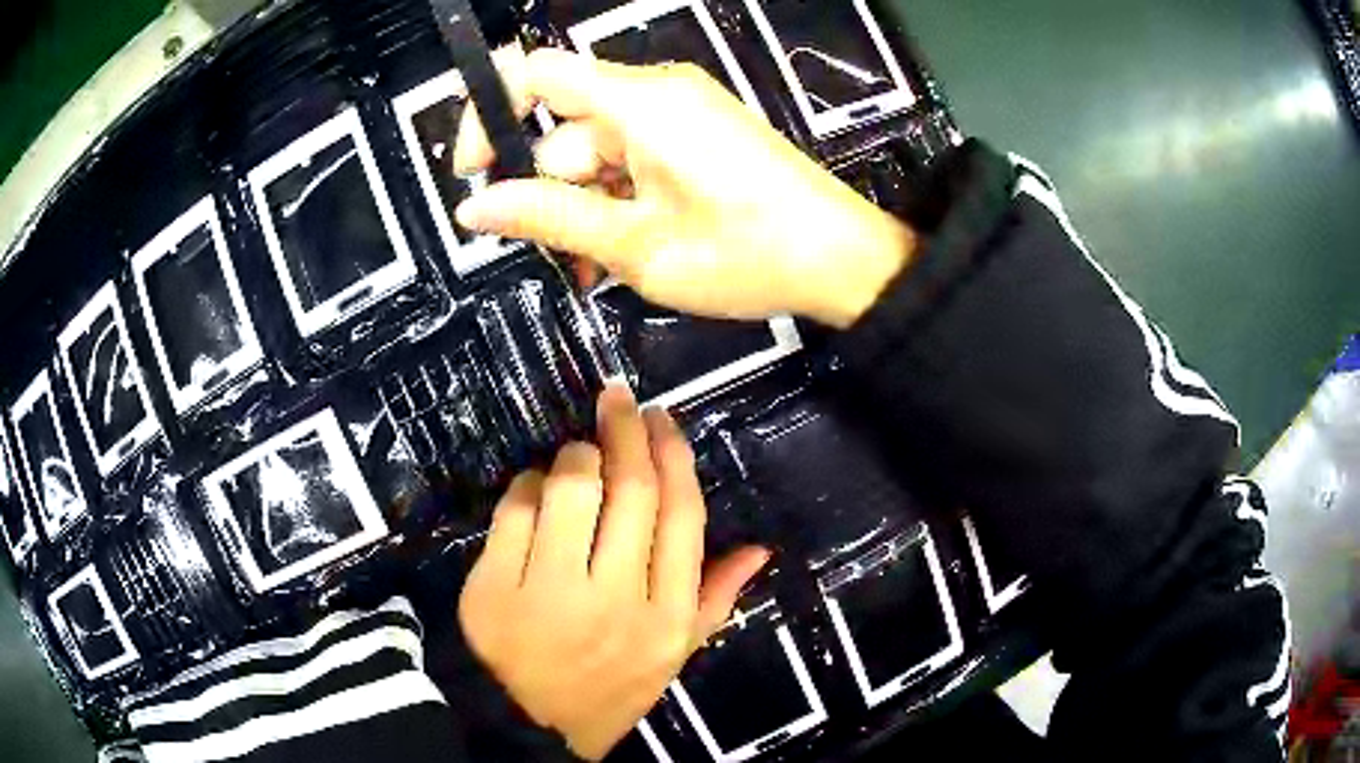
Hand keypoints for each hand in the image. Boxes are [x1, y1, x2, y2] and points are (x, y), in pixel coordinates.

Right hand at [453, 48, 915, 328]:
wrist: (841, 260)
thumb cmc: (748, 252)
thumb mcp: (635, 244)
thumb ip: (548, 219)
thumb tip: (475, 209)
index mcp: (638, 103)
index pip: (533, 72)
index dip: (487, 114)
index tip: (475, 173)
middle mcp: (656, 93)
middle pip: (563, 126)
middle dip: (551, 191)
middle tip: (564, 253)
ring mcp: (680, 113)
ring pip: (596, 151)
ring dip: (585, 207)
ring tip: (605, 265)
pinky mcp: (696, 135)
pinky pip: (632, 157)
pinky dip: (617, 199)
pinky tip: (627, 246)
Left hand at [458, 385, 770, 759]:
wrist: (529, 727)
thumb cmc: (609, 688)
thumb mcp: (674, 656)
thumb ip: (715, 599)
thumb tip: (758, 548)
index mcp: (667, 617)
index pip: (681, 516)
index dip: (673, 456)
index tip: (662, 419)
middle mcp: (617, 601)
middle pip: (632, 492)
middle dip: (627, 431)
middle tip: (618, 399)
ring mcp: (552, 595)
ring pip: (572, 490)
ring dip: (576, 455)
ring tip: (578, 450)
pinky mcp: (495, 589)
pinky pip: (516, 511)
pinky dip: (528, 485)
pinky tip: (535, 487)